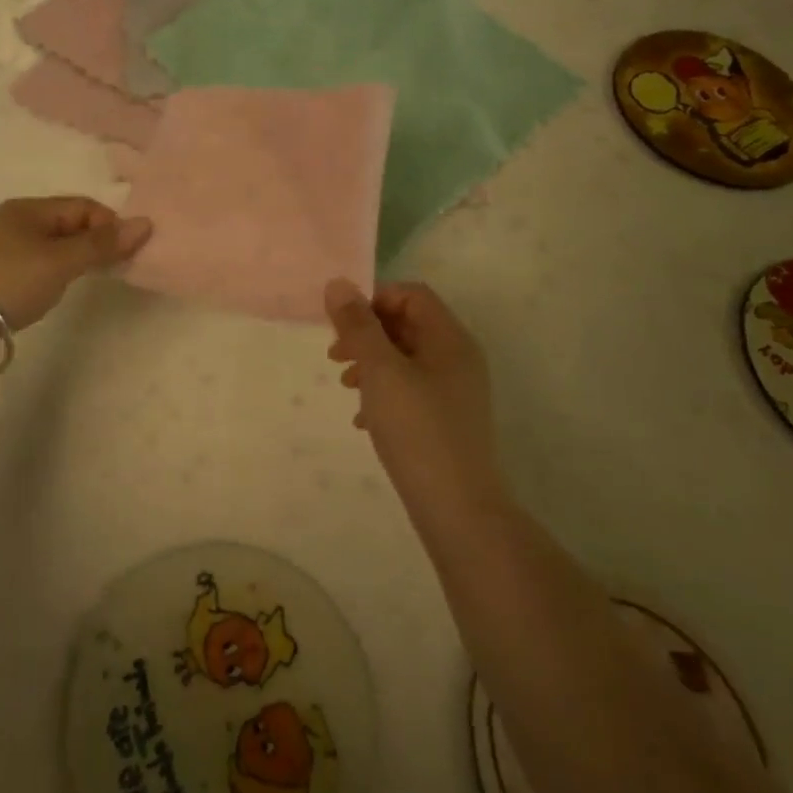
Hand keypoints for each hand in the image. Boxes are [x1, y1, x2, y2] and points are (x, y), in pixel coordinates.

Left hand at [0, 196, 151, 332]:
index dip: (110, 226)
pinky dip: (47, 276)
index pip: (83, 206)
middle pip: (66, 224)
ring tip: (76, 287)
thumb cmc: (7, 283)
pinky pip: (30, 266)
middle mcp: (12, 221)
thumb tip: (145, 222)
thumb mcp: (60, 263)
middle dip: (92, 244)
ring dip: (70, 262)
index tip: (125, 256)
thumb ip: (101, 245)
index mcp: (28, 208)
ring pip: (48, 247)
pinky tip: (44, 296)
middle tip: (109, 273)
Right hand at [324, 278, 502, 510]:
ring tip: (344, 386)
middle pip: (407, 325)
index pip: (411, 295)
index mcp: (449, 338)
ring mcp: (454, 391)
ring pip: (405, 359)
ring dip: (371, 363)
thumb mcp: (380, 370)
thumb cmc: (417, 429)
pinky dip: (383, 393)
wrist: (457, 509)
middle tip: (335, 355)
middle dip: (367, 333)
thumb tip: (338, 283)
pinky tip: (362, 419)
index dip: (374, 300)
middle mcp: (457, 358)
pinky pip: (410, 390)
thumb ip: (358, 325)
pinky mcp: (447, 420)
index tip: (343, 324)